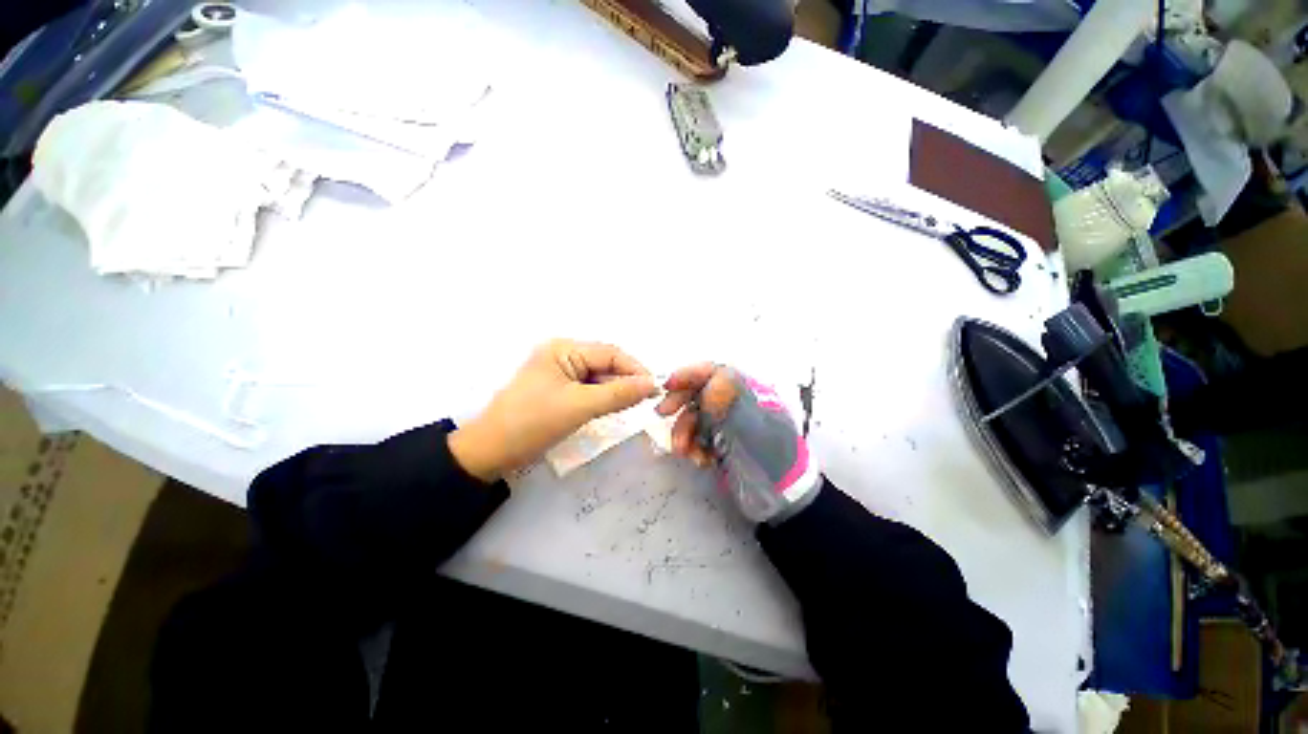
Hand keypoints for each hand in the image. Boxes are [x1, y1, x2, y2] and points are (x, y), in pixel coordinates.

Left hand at [448, 340, 659, 481]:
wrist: (491, 452)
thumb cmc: (532, 423)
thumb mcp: (579, 406)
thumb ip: (619, 393)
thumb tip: (653, 384)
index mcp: (564, 349)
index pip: (610, 353)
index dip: (636, 369)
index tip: (657, 388)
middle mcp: (564, 355)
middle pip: (606, 364)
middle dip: (627, 380)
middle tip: (649, 400)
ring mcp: (561, 373)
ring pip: (600, 378)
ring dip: (617, 390)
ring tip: (635, 406)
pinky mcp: (561, 390)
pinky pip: (591, 390)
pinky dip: (605, 398)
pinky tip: (615, 408)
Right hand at [656, 363, 820, 523]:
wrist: (781, 497)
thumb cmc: (772, 458)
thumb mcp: (753, 427)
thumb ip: (731, 402)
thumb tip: (710, 383)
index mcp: (749, 392)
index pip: (716, 372)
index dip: (691, 374)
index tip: (670, 384)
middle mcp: (735, 403)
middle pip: (700, 391)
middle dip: (680, 401)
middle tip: (662, 413)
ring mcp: (726, 423)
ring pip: (694, 415)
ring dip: (683, 431)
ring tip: (684, 451)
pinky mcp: (719, 442)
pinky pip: (696, 436)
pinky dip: (692, 446)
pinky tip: (699, 459)